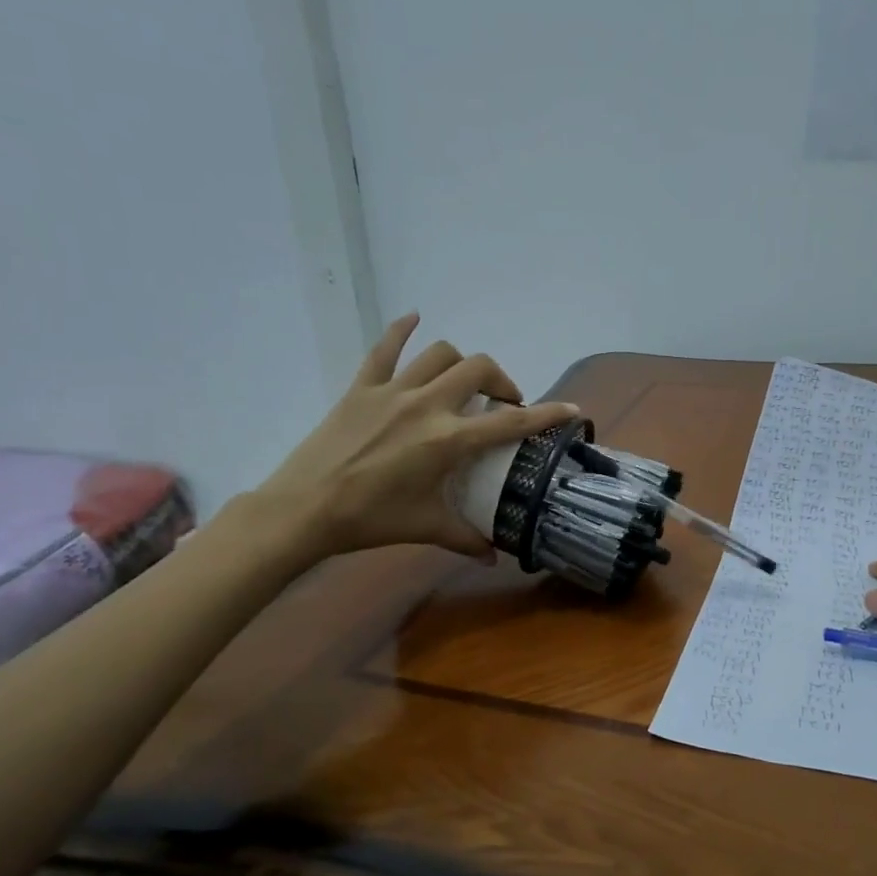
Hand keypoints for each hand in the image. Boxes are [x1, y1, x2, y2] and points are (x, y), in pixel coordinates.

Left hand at [242, 313, 578, 572]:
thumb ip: (466, 538)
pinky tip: (414, 318)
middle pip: (480, 369)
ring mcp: (393, 391)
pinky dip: (402, 330)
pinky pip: (384, 348)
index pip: (510, 422)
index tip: (571, 409)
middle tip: (503, 403)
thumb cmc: (371, 520)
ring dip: (462, 363)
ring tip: (465, 382)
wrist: (305, 508)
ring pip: (440, 353)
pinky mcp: (362, 388)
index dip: (546, 414)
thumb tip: (493, 557)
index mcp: (448, 440)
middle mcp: (427, 405)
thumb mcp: (426, 528)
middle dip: (501, 381)